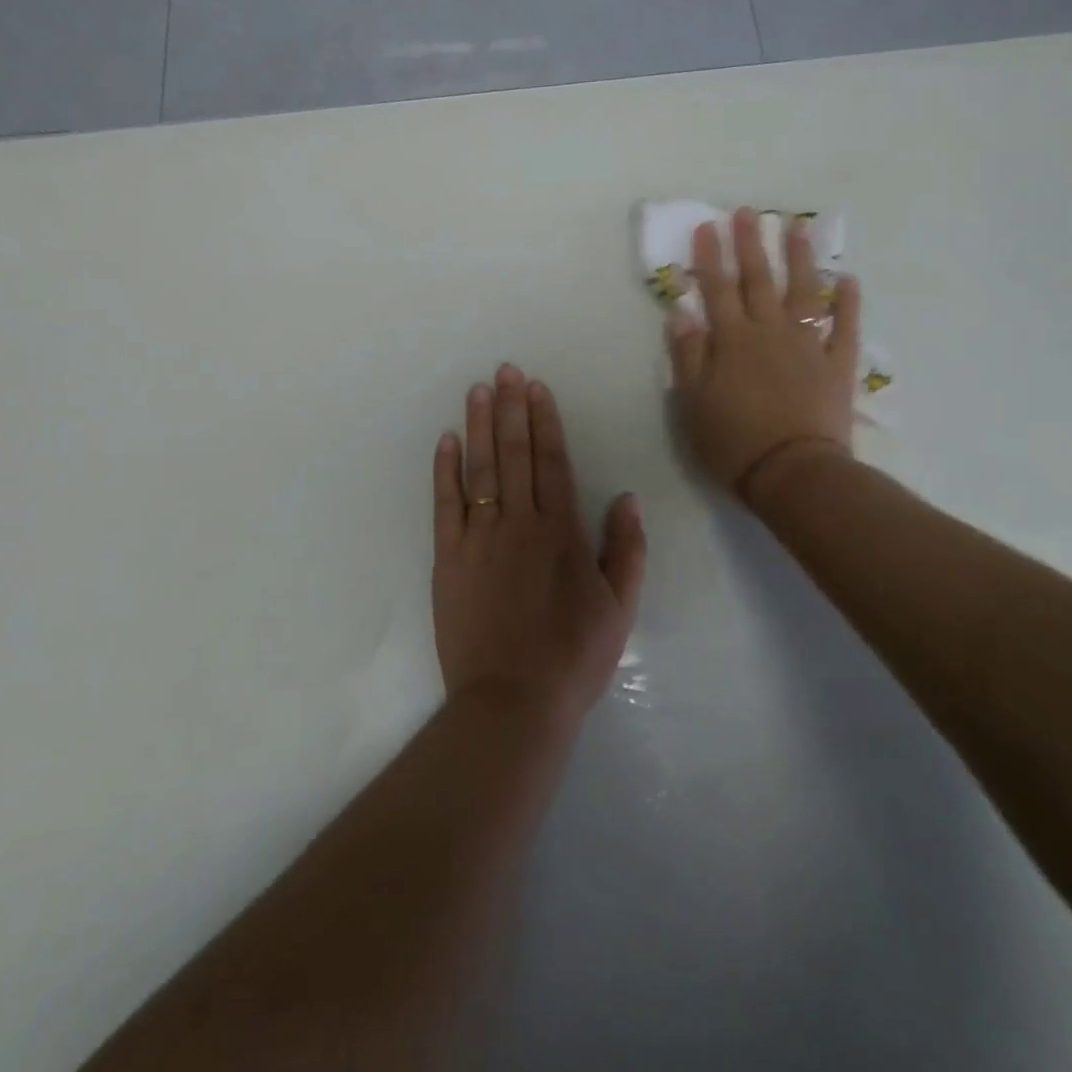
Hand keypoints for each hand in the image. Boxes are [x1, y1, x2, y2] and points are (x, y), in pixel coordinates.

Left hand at [432, 365, 647, 722]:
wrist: (513, 701)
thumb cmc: (573, 657)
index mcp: (561, 532)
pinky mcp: (448, 559)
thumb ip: (626, 549)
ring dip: (479, 426)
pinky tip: (446, 441)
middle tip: (505, 370)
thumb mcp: (620, 608)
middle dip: (511, 408)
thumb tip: (626, 498)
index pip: (551, 462)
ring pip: (480, 470)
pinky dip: (445, 470)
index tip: (536, 387)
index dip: (544, 421)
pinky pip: (445, 504)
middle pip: (514, 454)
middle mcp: (518, 524)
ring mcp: (478, 539)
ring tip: (478, 390)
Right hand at [666, 206, 862, 499]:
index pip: (718, 289)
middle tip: (747, 212)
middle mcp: (770, 332)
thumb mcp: (693, 402)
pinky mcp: (837, 364)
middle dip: (750, 244)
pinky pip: (845, 327)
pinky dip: (848, 303)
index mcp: (732, 341)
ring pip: (804, 291)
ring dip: (800, 257)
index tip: (707, 226)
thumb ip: (688, 354)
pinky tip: (848, 280)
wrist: (793, 472)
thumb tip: (682, 312)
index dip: (710, 257)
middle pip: (759, 280)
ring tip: (797, 227)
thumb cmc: (733, 441)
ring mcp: (808, 345)